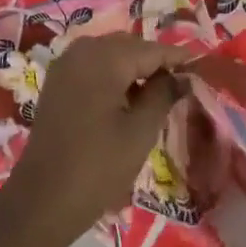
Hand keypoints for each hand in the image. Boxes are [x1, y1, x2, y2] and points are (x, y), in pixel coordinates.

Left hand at [0, 33, 185, 246]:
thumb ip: (163, 95)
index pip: (151, 49)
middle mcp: (80, 52)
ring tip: (159, 92)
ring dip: (133, 68)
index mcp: (103, 59)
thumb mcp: (140, 131)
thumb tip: (180, 76)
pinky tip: (128, 98)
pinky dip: (112, 76)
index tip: (202, 65)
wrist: (43, 200)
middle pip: (128, 46)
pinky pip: (91, 68)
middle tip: (182, 81)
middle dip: (155, 60)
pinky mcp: (56, 85)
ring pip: (109, 55)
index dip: (178, 57)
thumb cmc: (98, 166)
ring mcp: (64, 68)